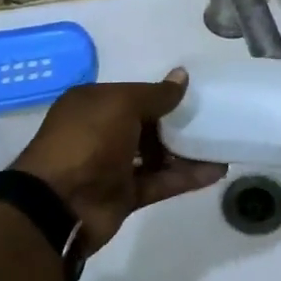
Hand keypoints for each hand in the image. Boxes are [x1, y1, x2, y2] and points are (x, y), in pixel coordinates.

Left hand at [11, 72, 226, 249]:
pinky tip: (216, 171)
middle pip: (147, 125)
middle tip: (214, 120)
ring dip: (187, 152)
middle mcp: (102, 132)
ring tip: (222, 146)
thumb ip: (156, 94)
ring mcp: (113, 166)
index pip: (134, 95)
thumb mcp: (122, 105)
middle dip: (178, 123)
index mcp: (94, 104)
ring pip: (156, 155)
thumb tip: (182, 76)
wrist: (59, 204)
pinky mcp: (125, 195)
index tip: (195, 96)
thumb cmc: (87, 140)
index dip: (163, 96)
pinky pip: (161, 182)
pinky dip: (186, 177)